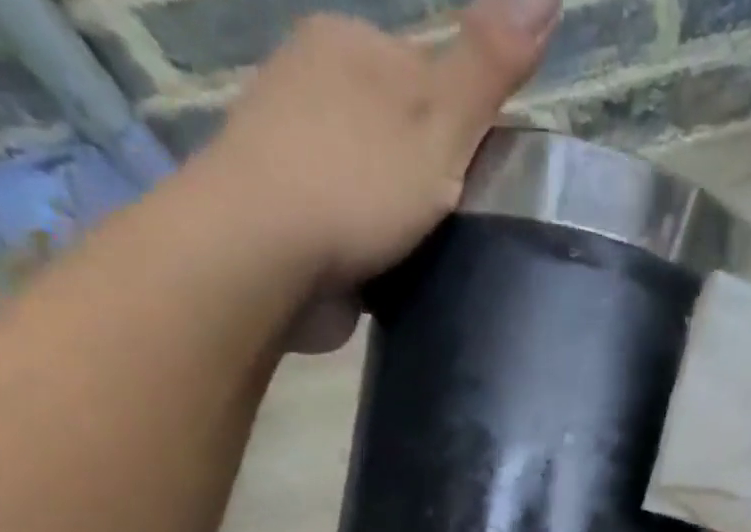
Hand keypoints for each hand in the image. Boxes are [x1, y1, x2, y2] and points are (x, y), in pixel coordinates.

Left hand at [191, 0, 557, 350]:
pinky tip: (378, 269)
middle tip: (451, 227)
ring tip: (417, 254)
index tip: (480, 184)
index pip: (429, 76)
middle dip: (425, 172)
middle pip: (396, 128)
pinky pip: (341, 218)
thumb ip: (488, 66)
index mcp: (351, 43)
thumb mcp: (440, 120)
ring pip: (367, 175)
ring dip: (393, 212)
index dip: (464, 130)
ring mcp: (288, 148)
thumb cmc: (358, 184)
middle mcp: (310, 81)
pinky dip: (363, 241)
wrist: (262, 254)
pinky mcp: (280, 211)